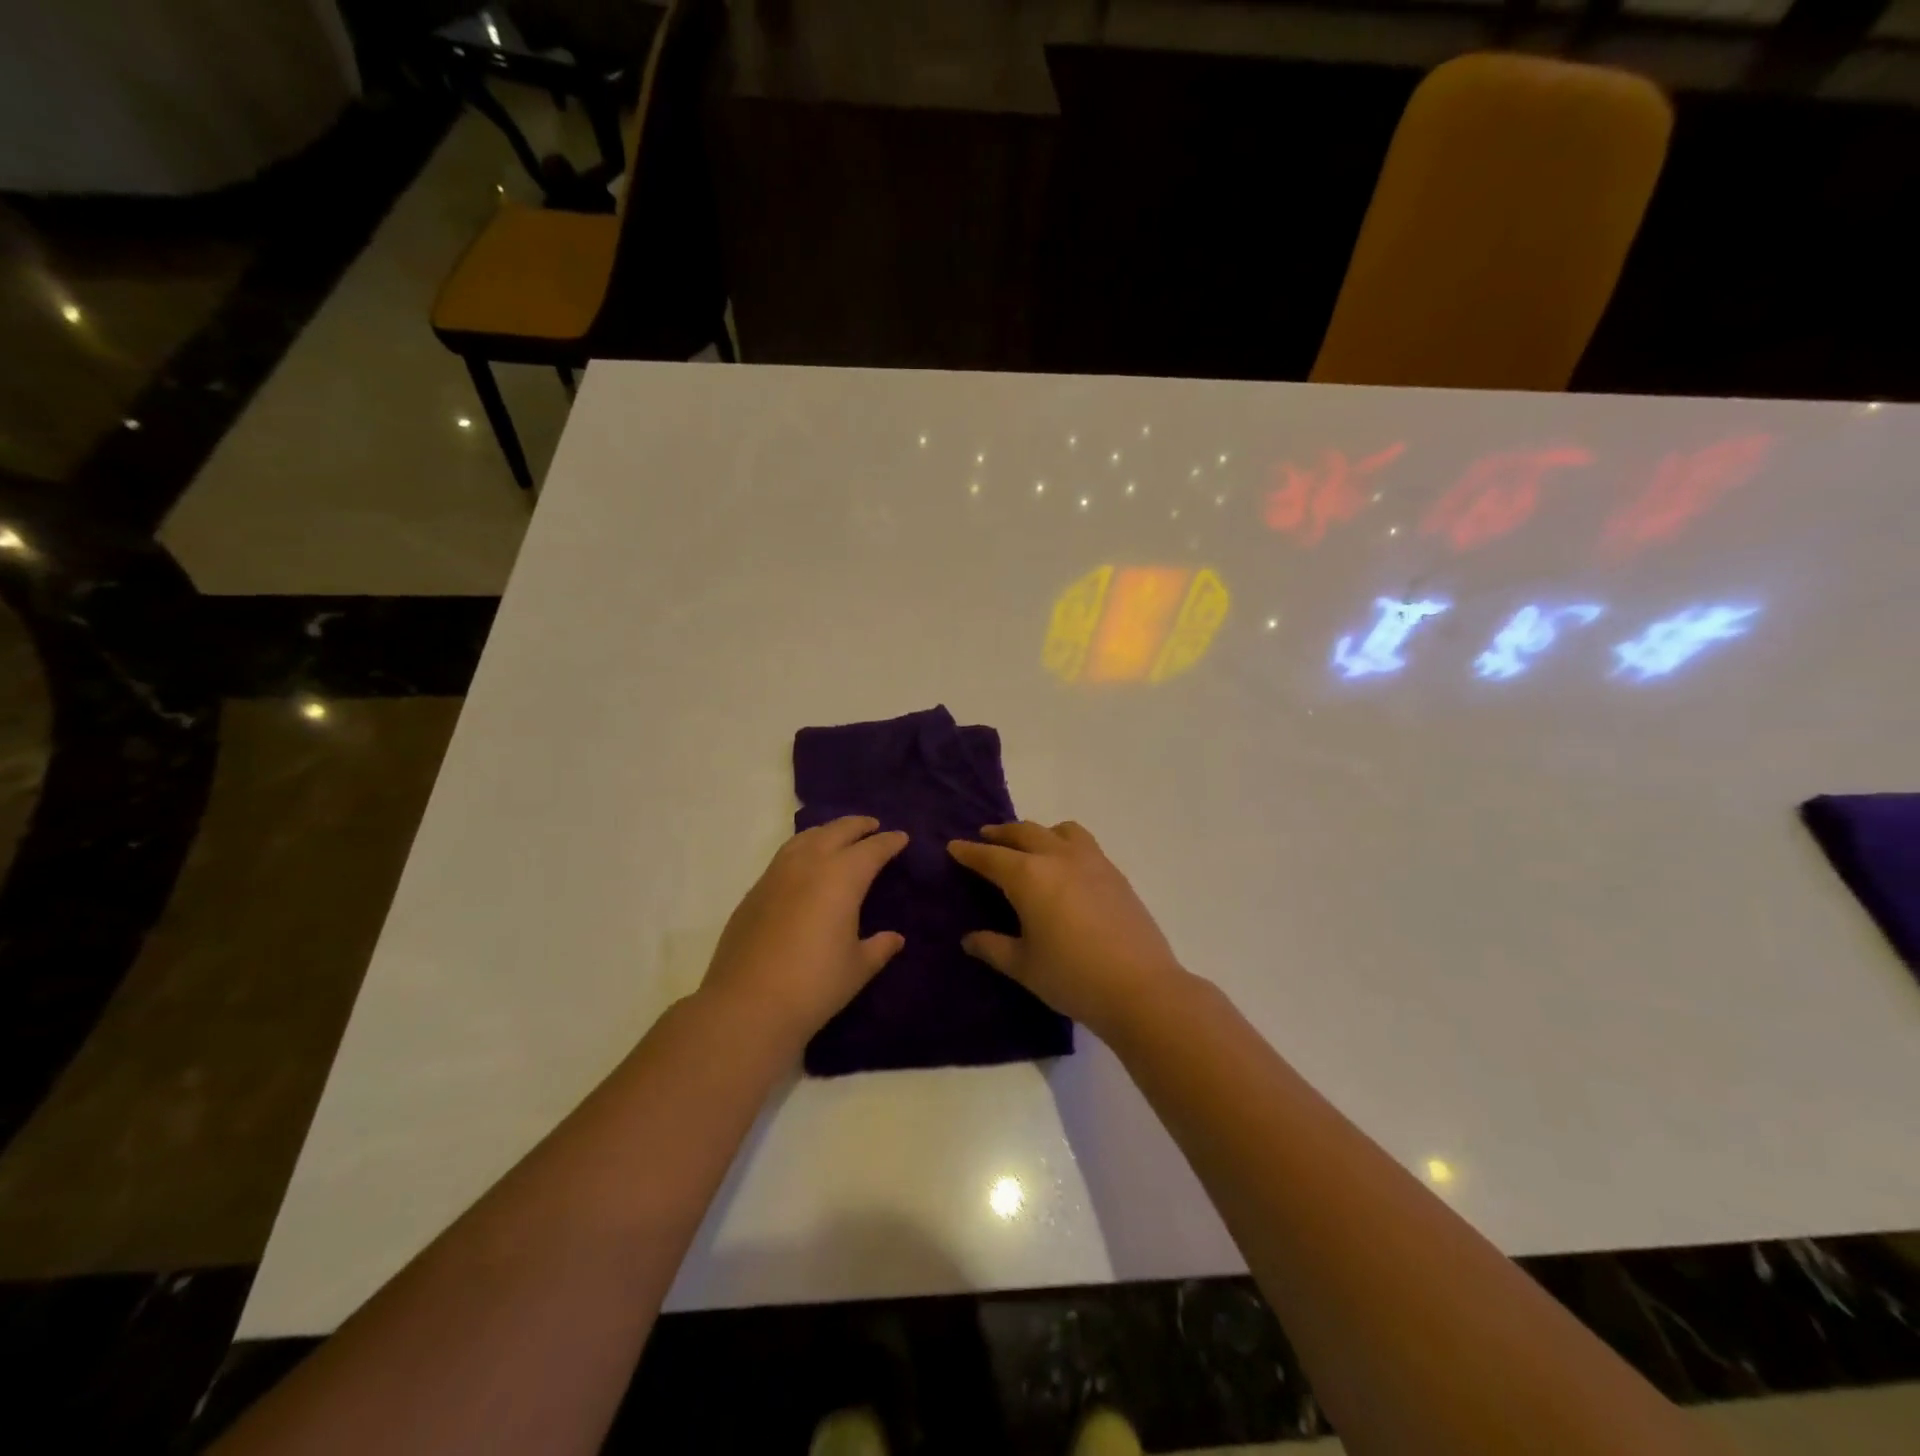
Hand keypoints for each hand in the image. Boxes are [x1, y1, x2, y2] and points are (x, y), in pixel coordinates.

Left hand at [702, 816, 908, 1050]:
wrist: (747, 1005)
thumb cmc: (814, 985)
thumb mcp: (857, 968)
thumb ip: (879, 947)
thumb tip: (894, 938)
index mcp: (842, 877)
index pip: (872, 849)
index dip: (889, 842)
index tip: (901, 838)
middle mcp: (809, 864)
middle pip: (837, 831)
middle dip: (858, 825)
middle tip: (873, 826)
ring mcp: (776, 874)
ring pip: (806, 837)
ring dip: (827, 831)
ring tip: (838, 837)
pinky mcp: (754, 891)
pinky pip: (785, 856)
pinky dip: (803, 849)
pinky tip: (805, 865)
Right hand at [948, 821, 1184, 1036]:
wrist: (1140, 987)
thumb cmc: (1071, 977)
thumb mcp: (1023, 966)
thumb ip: (993, 947)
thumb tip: (969, 939)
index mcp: (1029, 876)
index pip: (991, 857)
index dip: (970, 852)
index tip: (954, 846)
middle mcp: (1058, 858)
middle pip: (1024, 832)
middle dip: (1001, 834)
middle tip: (986, 837)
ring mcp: (1091, 861)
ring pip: (1060, 830)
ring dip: (1038, 832)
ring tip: (1030, 847)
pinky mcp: (1115, 873)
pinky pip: (1084, 843)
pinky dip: (1065, 844)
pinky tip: (1066, 868)